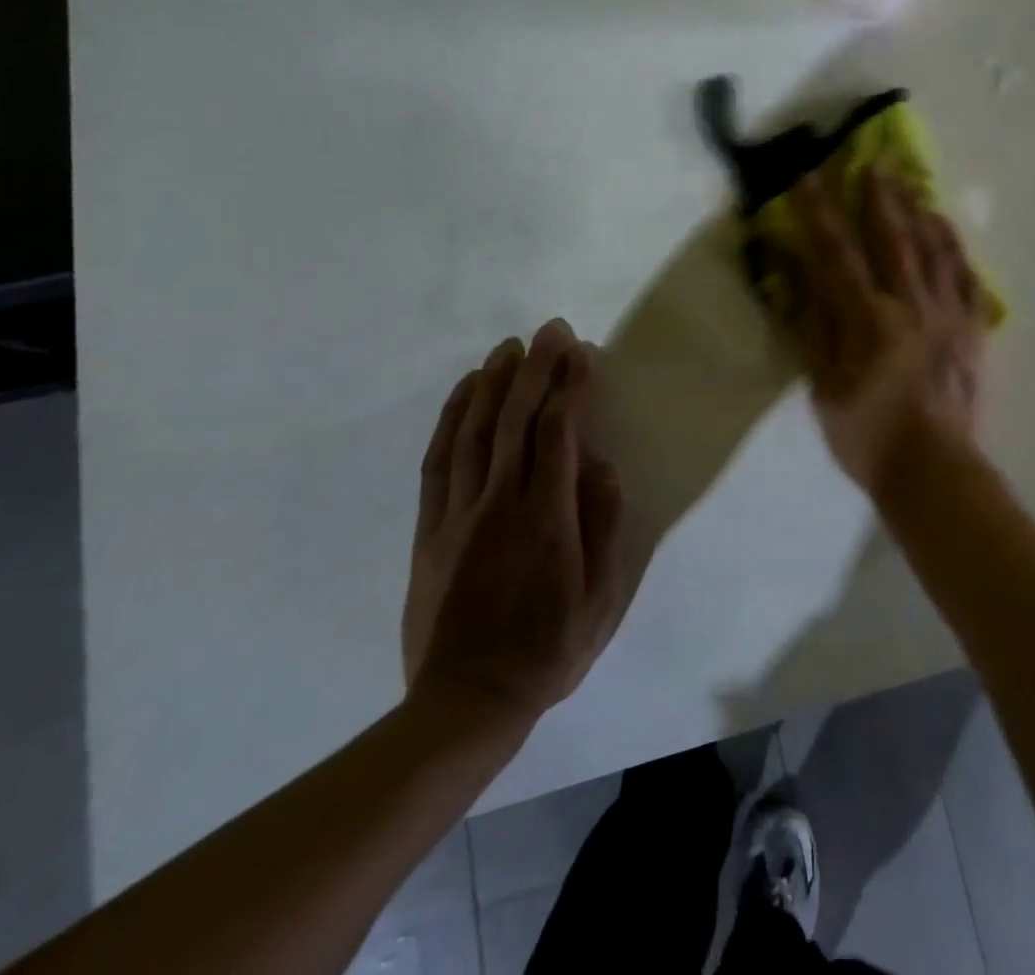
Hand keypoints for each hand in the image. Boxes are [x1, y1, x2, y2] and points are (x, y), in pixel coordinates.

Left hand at [402, 320, 624, 733]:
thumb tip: (604, 466)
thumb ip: (604, 527)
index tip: (582, 354)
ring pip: (474, 433)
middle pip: (516, 421)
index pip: (559, 435)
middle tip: (550, 330)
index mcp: (547, 520)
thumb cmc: (547, 651)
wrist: (465, 703)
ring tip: (509, 347)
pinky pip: (438, 463)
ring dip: (492, 383)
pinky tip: (463, 394)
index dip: (571, 388)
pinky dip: (450, 420)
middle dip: (536, 369)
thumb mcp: (600, 600)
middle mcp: (500, 505)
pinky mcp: (430, 530)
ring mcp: (458, 515)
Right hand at [789, 168, 988, 492]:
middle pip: (894, 238)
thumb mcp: (825, 388)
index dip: (821, 212)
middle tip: (874, 161)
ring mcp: (948, 315)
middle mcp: (911, 305)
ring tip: (911, 183)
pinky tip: (947, 229)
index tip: (809, 176)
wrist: (933, 471)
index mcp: (869, 319)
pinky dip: (956, 248)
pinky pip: (967, 278)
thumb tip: (801, 278)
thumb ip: (815, 329)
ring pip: (934, 250)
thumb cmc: (868, 436)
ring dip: (919, 212)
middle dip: (880, 197)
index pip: (838, 253)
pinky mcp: (973, 331)